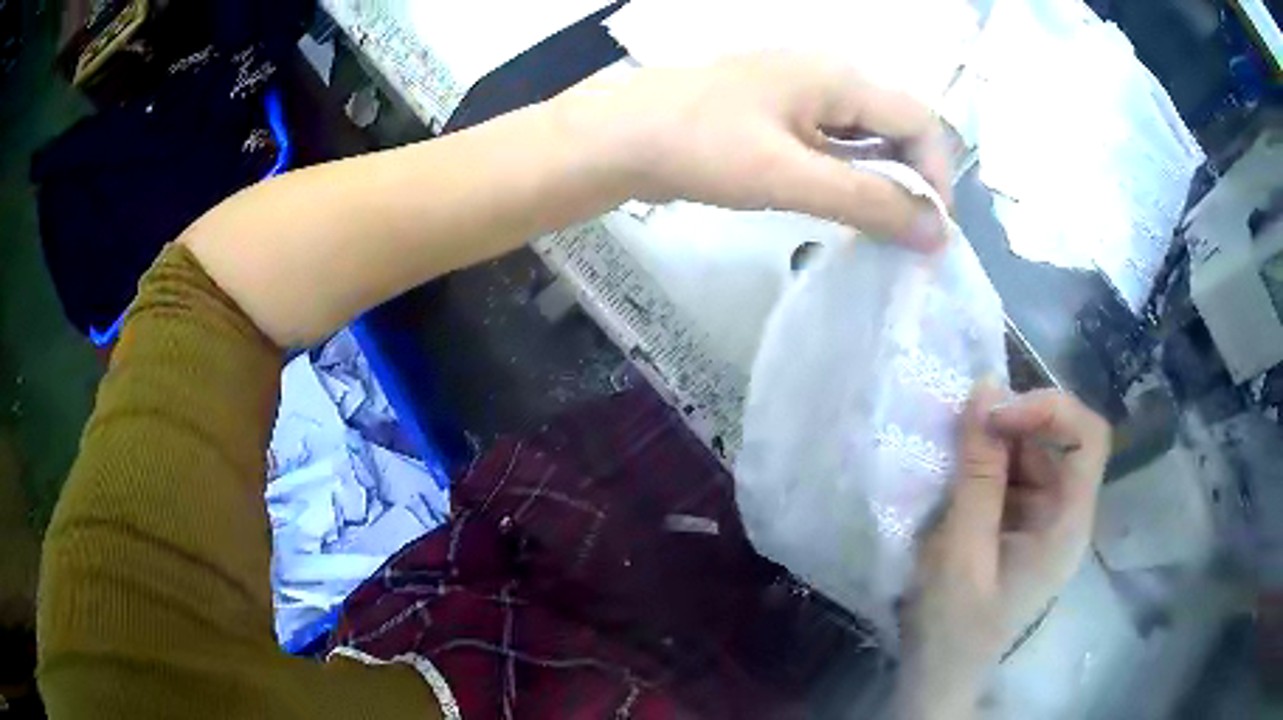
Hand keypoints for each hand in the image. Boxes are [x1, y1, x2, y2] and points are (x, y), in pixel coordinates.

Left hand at [552, 52, 952, 249]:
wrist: (618, 137)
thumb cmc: (701, 147)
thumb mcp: (789, 176)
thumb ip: (867, 201)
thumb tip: (936, 233)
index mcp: (839, 76)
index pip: (920, 121)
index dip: (937, 175)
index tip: (930, 231)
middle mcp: (828, 76)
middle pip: (897, 125)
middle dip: (913, 179)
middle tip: (908, 237)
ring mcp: (802, 93)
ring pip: (866, 134)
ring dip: (882, 179)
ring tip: (882, 230)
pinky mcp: (780, 114)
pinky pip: (835, 141)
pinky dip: (850, 174)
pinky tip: (845, 205)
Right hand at [896, 384, 1110, 717]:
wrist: (939, 674)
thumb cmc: (953, 624)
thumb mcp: (961, 550)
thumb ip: (978, 472)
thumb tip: (985, 389)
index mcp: (1068, 525)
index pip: (1088, 438)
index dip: (1050, 410)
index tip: (995, 415)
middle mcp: (1066, 514)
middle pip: (1057, 441)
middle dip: (1011, 426)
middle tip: (959, 426)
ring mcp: (1044, 520)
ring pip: (1031, 454)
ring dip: (992, 444)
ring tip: (949, 454)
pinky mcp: (1022, 525)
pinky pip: (1012, 475)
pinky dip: (984, 465)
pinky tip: (955, 477)